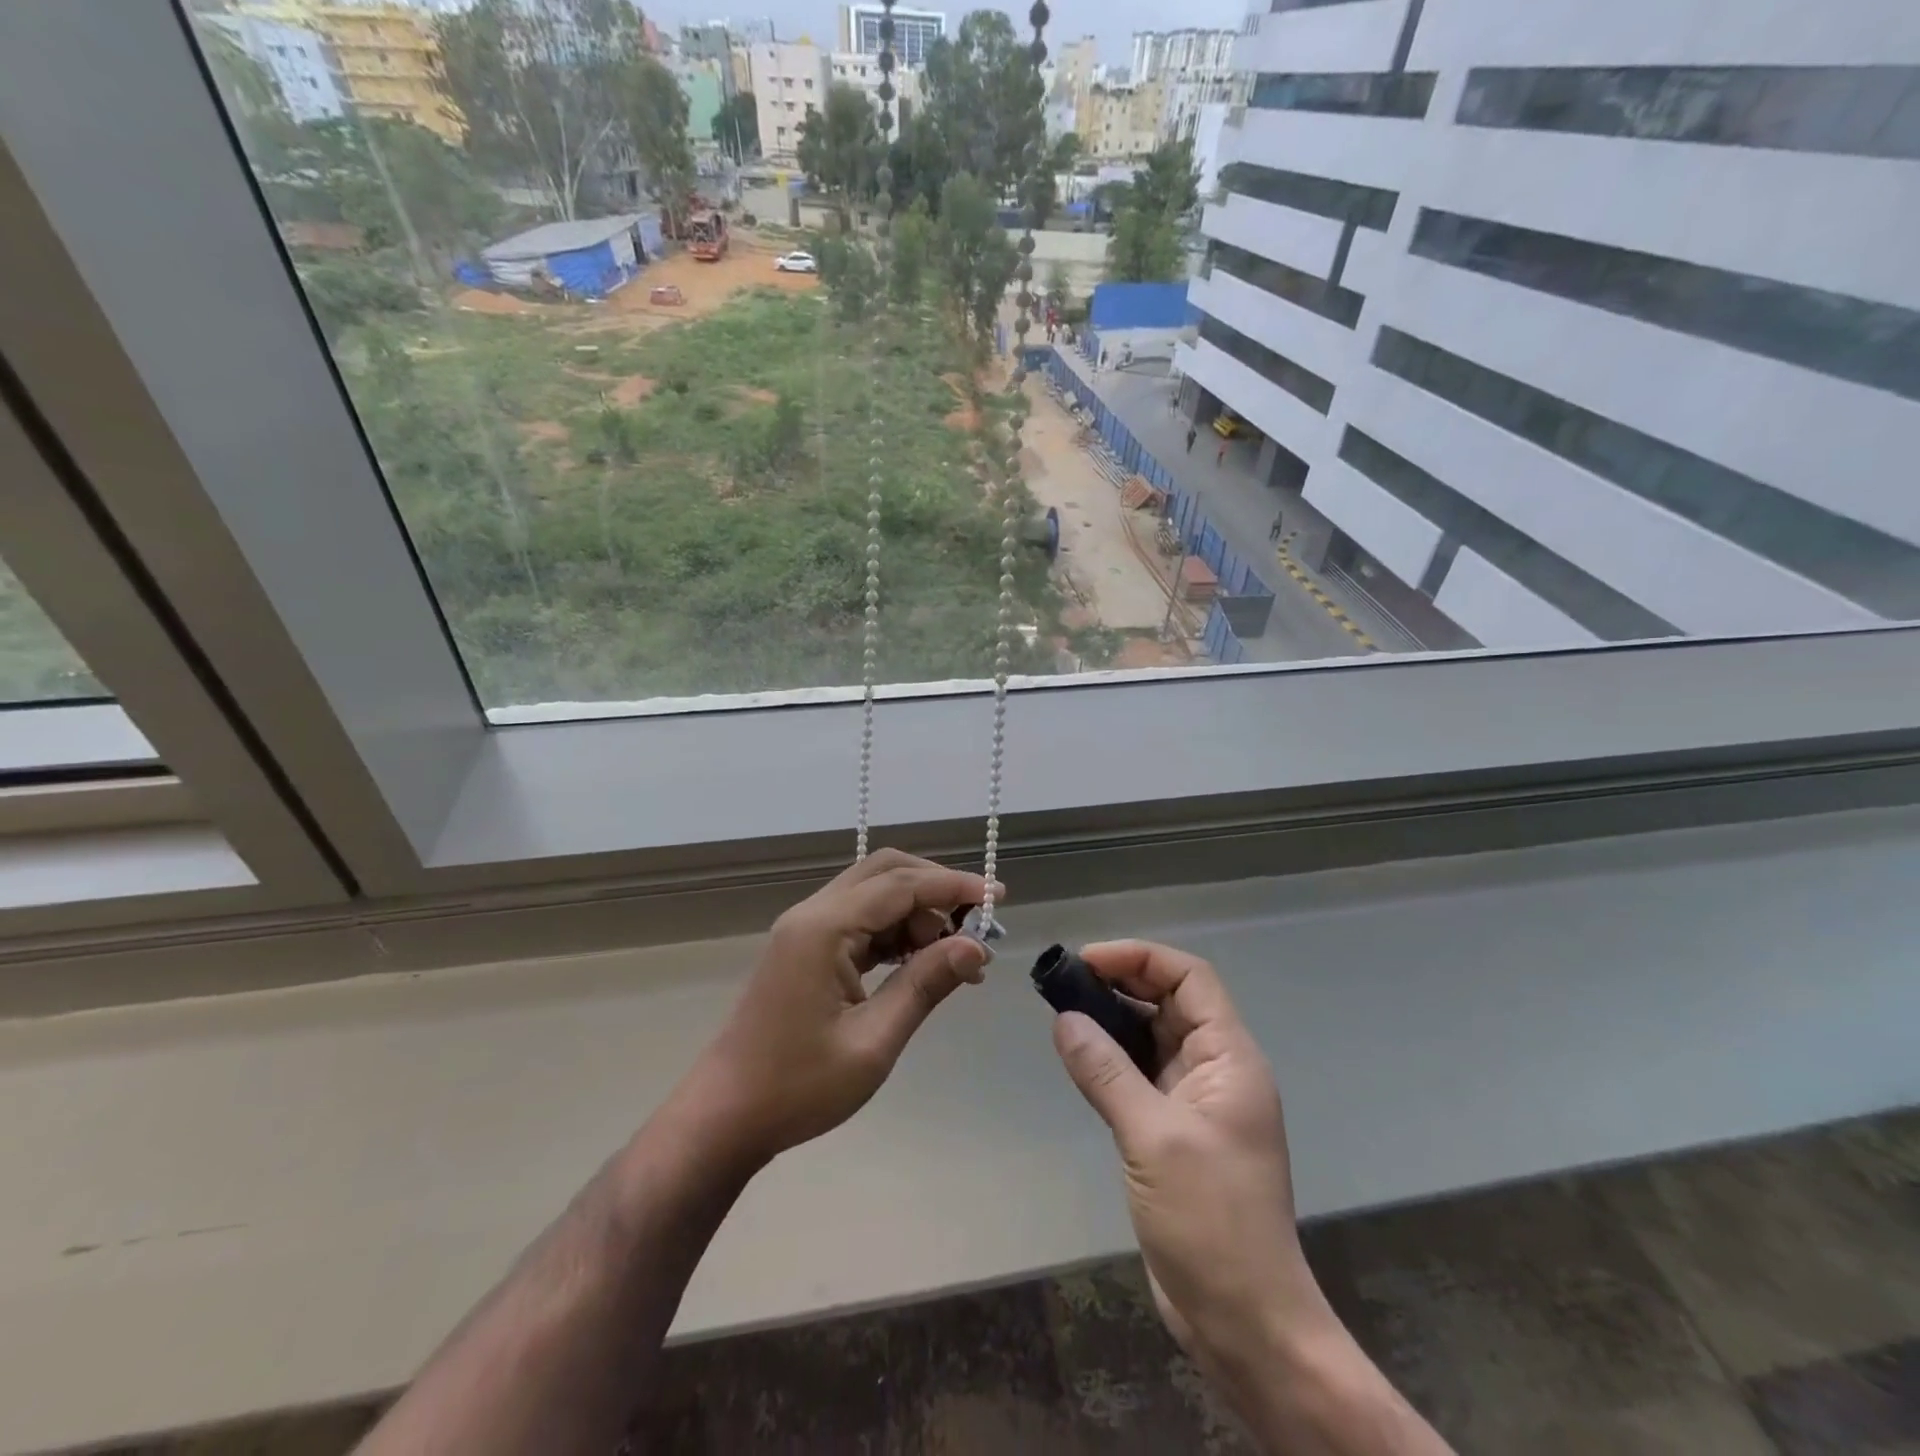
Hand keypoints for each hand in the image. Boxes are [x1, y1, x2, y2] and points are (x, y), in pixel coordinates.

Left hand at [679, 850, 996, 1171]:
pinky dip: (897, 931)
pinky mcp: (807, 948)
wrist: (725, 1116)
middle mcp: (813, 914)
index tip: (999, 898)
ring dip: (918, 912)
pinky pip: (861, 921)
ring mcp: (807, 929)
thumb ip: (925, 985)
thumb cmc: (798, 1087)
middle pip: (885, 872)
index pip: (901, 885)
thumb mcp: (873, 1042)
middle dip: (936, 888)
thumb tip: (976, 947)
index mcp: (824, 928)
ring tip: (957, 955)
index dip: (953, 886)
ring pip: (874, 894)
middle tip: (978, 923)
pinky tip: (922, 963)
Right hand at [1050, 941, 1321, 1365]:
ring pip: (1151, 1036)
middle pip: (1169, 1001)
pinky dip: (1111, 1057)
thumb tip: (1064, 1018)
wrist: (1245, 1322)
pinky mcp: (1175, 1130)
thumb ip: (1106, 1072)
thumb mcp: (1153, 1138)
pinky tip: (1078, 1057)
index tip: (1086, 961)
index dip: (1140, 958)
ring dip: (1111, 1019)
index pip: (1189, 978)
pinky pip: (1140, 1073)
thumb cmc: (1211, 1221)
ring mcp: (1195, 1100)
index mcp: (1229, 1058)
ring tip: (1062, 1011)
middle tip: (1064, 982)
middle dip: (1120, 982)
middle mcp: (1216, 1068)